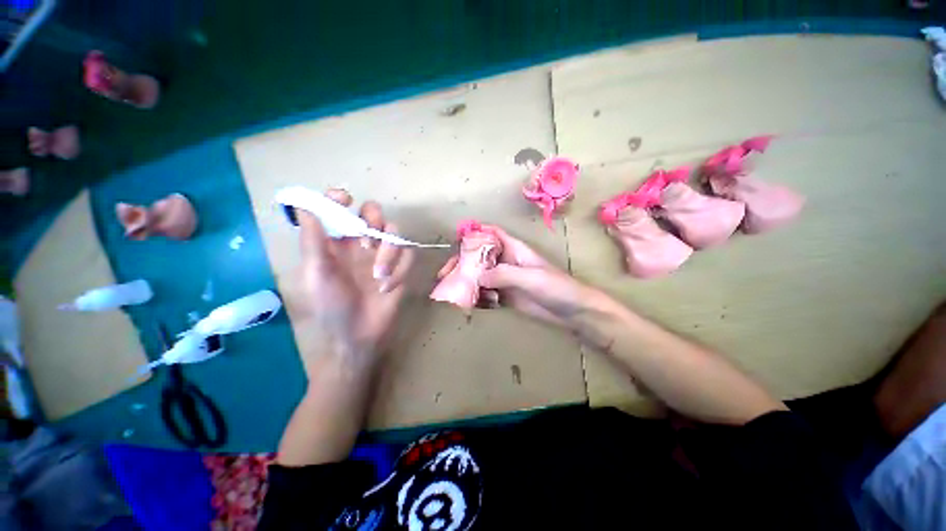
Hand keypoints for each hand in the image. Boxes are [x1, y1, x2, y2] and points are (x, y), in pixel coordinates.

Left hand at [284, 189, 413, 366]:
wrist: (359, 335)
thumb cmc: (332, 305)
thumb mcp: (317, 273)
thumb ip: (313, 240)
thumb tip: (304, 206)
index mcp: (337, 241)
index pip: (339, 208)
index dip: (340, 198)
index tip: (345, 200)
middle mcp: (361, 243)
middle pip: (374, 213)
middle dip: (374, 222)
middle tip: (367, 243)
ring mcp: (383, 255)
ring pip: (395, 232)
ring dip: (390, 252)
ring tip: (379, 275)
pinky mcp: (401, 267)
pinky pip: (409, 254)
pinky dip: (401, 268)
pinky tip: (388, 286)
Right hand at [457, 225, 616, 332]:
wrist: (571, 311)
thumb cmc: (555, 287)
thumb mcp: (530, 277)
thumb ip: (503, 275)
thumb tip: (477, 277)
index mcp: (514, 249)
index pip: (492, 234)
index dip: (475, 233)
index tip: (456, 241)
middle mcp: (507, 262)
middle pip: (480, 256)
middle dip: (462, 262)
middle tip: (445, 274)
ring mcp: (505, 280)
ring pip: (480, 275)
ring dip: (466, 280)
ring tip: (449, 289)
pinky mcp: (506, 296)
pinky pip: (486, 293)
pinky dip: (475, 296)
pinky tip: (464, 302)